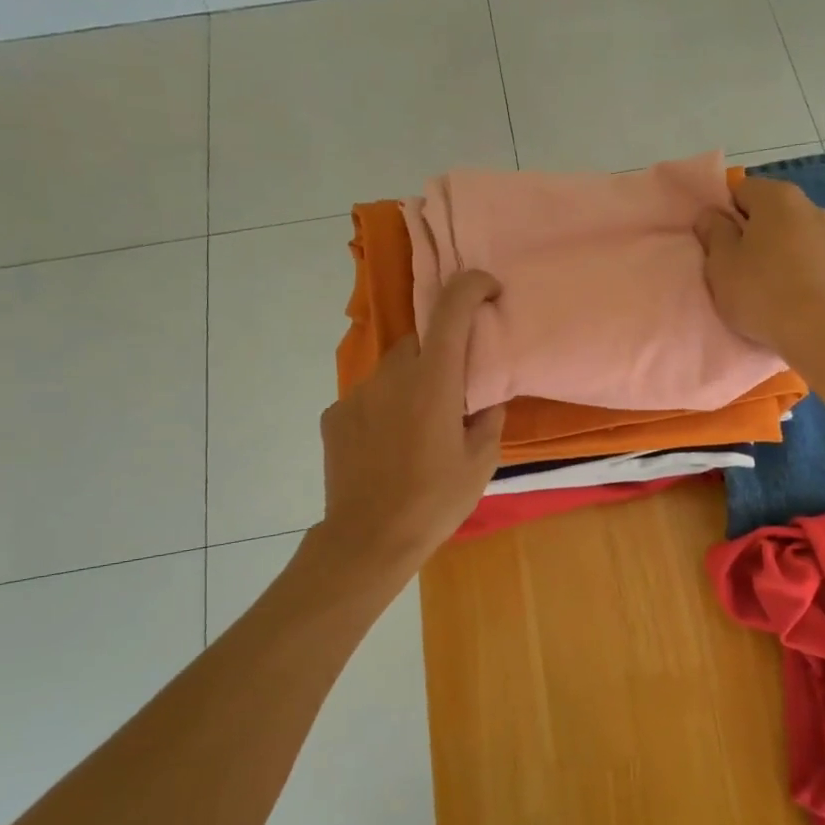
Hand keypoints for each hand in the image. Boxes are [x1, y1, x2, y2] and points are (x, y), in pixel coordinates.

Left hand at [318, 270, 505, 569]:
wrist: (368, 539)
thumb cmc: (435, 501)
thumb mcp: (481, 462)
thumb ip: (488, 417)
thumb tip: (485, 398)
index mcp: (433, 380)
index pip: (450, 309)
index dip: (472, 286)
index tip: (489, 290)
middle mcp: (391, 375)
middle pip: (420, 340)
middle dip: (442, 353)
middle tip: (455, 392)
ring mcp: (357, 394)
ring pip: (393, 370)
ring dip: (412, 383)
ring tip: (421, 428)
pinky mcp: (335, 415)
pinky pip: (369, 397)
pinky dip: (385, 408)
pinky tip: (389, 446)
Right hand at [697, 177, 824, 358]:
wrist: (818, 331)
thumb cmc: (760, 291)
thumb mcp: (720, 262)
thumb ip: (713, 231)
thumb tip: (711, 215)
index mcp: (777, 196)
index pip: (741, 190)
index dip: (724, 214)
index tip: (717, 243)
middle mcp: (810, 206)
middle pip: (770, 211)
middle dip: (752, 231)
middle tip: (736, 265)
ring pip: (792, 234)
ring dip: (777, 250)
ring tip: (765, 284)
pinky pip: (810, 258)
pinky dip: (797, 268)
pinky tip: (789, 294)